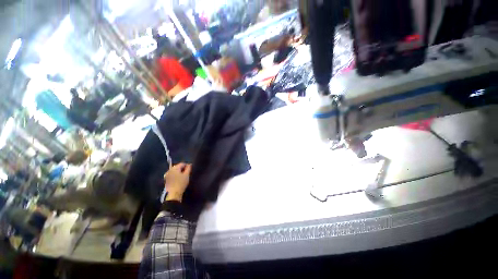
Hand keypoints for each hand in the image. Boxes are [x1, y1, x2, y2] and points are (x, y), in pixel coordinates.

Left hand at [163, 163, 191, 201]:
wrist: (173, 194)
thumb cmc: (181, 183)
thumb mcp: (187, 175)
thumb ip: (188, 168)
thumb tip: (189, 164)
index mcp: (174, 168)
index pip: (182, 163)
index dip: (187, 166)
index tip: (190, 170)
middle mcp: (169, 170)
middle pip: (177, 166)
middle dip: (182, 169)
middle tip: (187, 173)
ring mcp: (167, 174)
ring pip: (174, 170)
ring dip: (179, 172)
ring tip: (183, 176)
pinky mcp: (166, 179)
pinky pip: (172, 174)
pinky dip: (175, 175)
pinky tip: (178, 179)